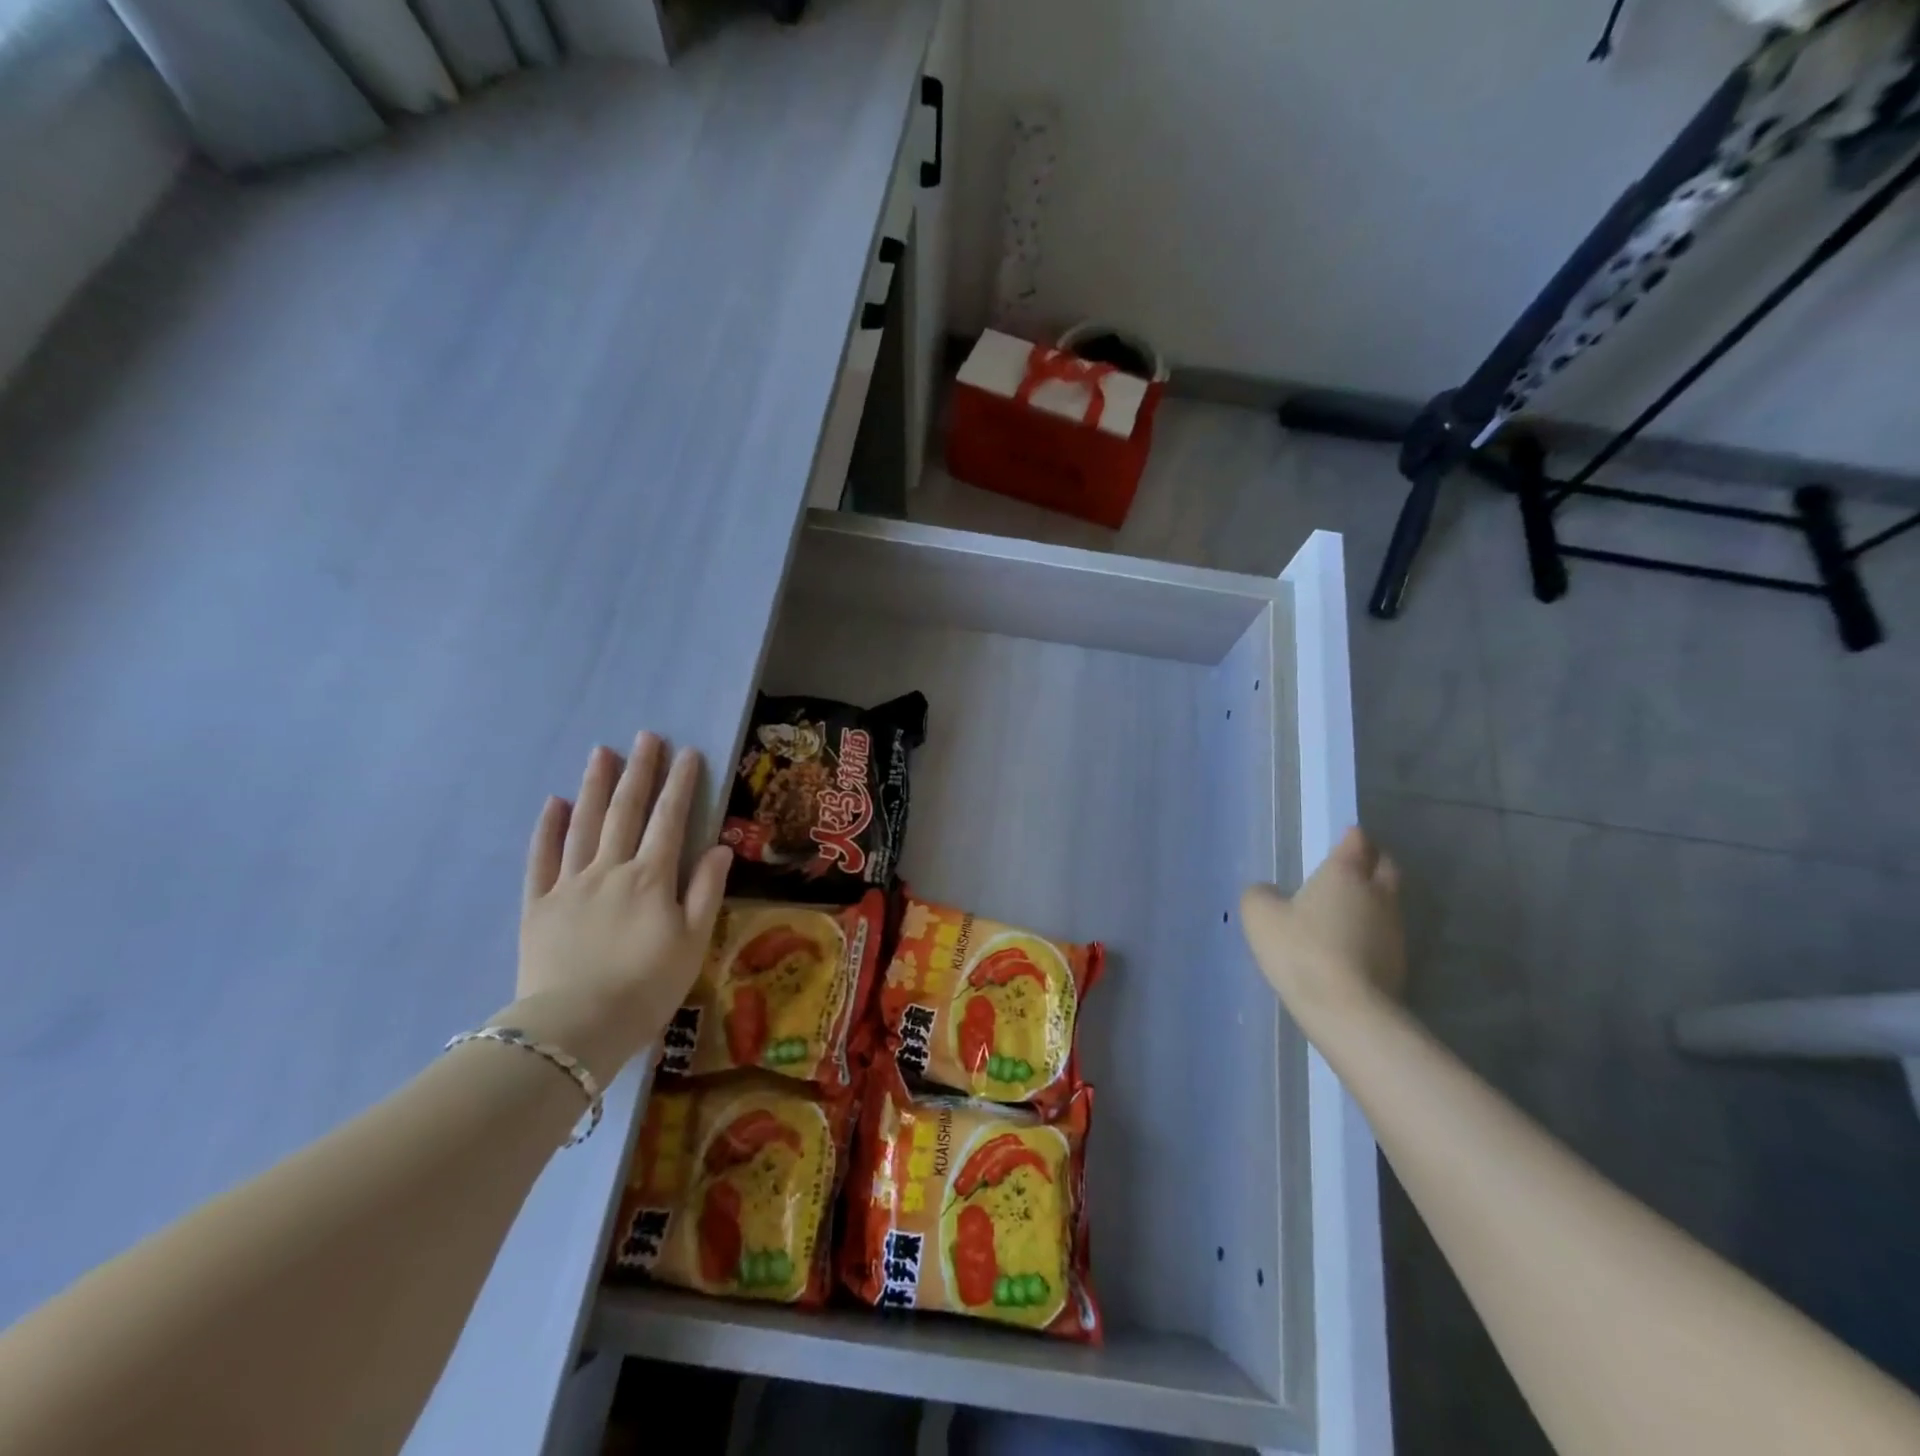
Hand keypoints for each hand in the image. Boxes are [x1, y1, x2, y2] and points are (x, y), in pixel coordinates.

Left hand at [504, 733, 732, 1085]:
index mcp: (651, 878)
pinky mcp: (539, 906)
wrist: (575, 1029)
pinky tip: (553, 803)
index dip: (681, 784)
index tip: (688, 753)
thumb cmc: (647, 987)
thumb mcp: (693, 942)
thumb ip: (706, 890)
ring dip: (594, 786)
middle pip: (625, 811)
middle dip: (638, 772)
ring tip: (601, 752)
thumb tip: (720, 847)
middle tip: (645, 737)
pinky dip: (548, 829)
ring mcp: (570, 885)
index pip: (670, 820)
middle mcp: (611, 869)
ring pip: (583, 825)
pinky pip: (542, 859)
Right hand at [1240, 826, 1405, 1022]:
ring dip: (1375, 897)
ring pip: (1389, 900)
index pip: (1356, 842)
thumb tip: (1269, 892)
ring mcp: (1393, 929)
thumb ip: (1261, 895)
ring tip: (1351, 905)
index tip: (1346, 836)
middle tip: (1357, 863)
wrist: (1347, 1010)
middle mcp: (1376, 894)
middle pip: (1386, 866)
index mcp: (1344, 874)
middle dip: (1374, 860)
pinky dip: (1373, 929)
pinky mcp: (1399, 962)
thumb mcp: (1260, 916)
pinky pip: (1386, 932)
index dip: (1352, 837)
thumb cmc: (1301, 950)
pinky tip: (1353, 941)